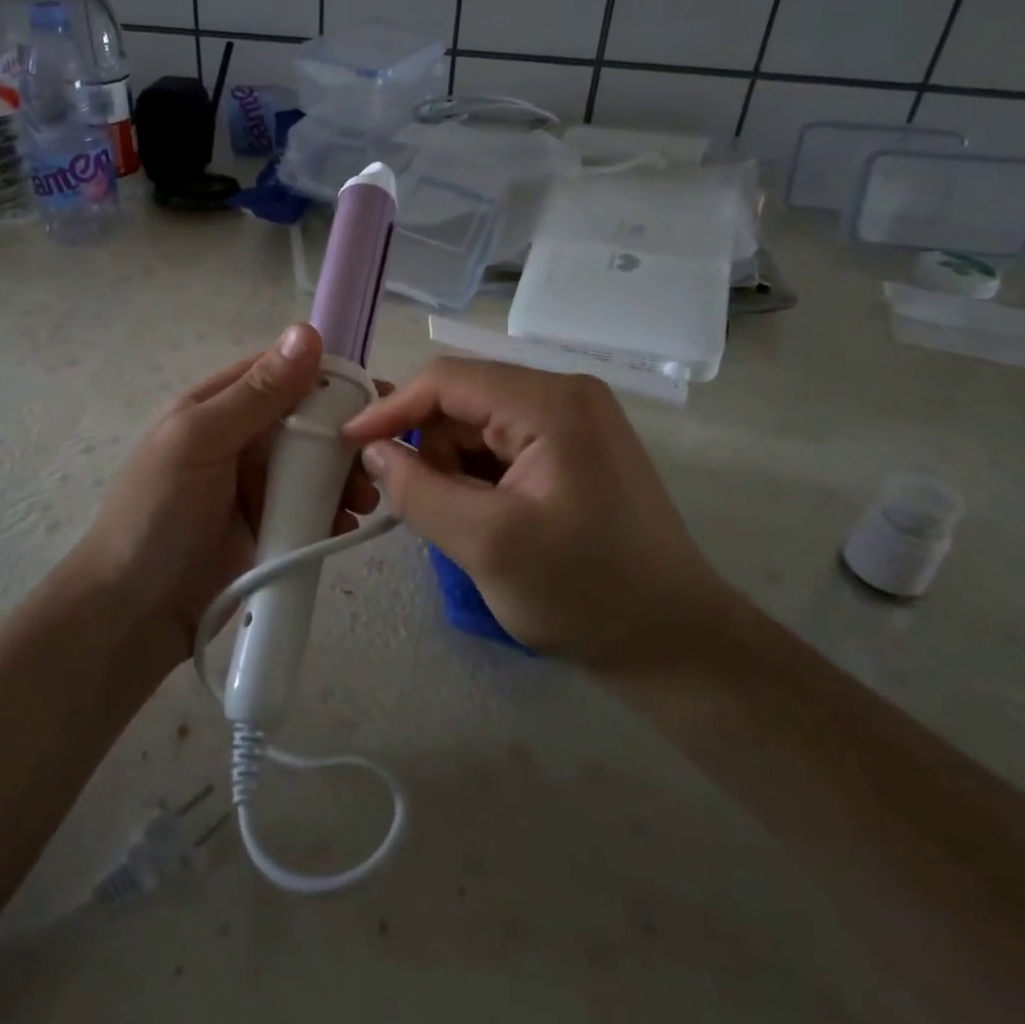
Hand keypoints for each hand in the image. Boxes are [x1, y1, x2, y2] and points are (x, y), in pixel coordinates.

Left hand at [72, 323, 379, 663]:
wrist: (134, 612)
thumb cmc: (157, 513)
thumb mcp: (200, 441)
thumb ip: (256, 394)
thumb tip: (306, 330)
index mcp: (221, 405)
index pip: (283, 373)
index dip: (328, 376)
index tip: (376, 392)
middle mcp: (243, 437)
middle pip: (308, 419)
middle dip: (345, 433)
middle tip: (379, 453)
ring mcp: (259, 483)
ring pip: (318, 463)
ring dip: (346, 474)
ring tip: (364, 497)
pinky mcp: (273, 525)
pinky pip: (315, 505)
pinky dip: (335, 510)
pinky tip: (346, 523)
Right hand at [342, 359, 726, 668]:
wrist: (674, 643)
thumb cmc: (585, 592)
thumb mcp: (487, 544)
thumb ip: (419, 490)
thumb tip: (374, 451)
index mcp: (550, 403)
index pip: (447, 380)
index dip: (392, 408)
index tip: (350, 443)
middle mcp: (564, 395)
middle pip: (463, 401)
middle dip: (429, 447)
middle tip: (413, 504)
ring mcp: (574, 421)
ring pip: (479, 425)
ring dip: (453, 467)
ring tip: (463, 524)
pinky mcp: (575, 448)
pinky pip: (503, 444)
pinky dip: (478, 476)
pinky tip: (484, 518)